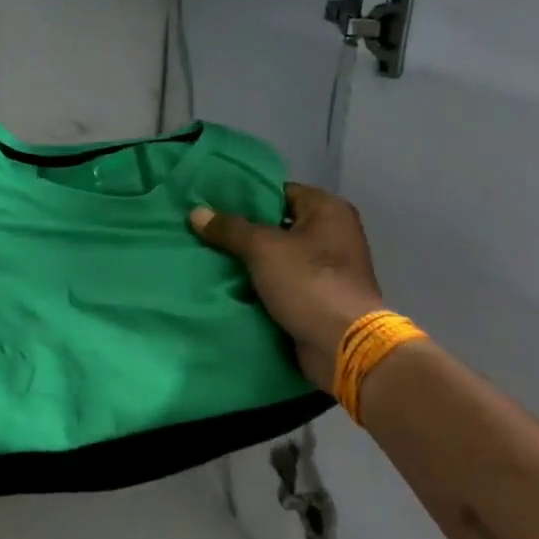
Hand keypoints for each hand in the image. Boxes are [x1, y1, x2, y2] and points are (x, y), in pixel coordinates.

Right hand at [190, 184, 383, 392]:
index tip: (211, 204)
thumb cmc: (309, 283)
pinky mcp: (316, 296)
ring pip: (274, 255)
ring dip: (246, 259)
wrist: (342, 346)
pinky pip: (279, 281)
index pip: (278, 191)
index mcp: (328, 210)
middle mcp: (331, 233)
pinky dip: (257, 283)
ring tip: (206, 255)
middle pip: (275, 224)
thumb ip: (229, 228)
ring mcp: (326, 267)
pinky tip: (224, 282)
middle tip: (203, 230)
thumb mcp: (263, 249)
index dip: (245, 197)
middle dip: (241, 230)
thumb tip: (196, 213)